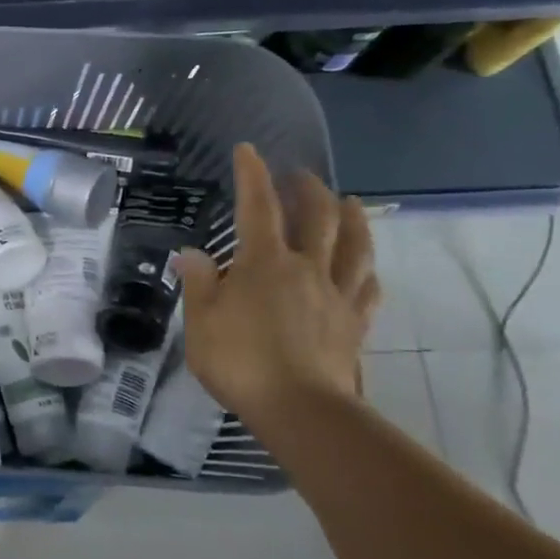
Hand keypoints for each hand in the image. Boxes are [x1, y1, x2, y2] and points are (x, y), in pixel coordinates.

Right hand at [176, 143, 380, 423]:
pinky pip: (367, 289)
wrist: (300, 408)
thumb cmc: (240, 361)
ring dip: (352, 218)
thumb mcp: (201, 321)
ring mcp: (336, 295)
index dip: (252, 175)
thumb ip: (199, 283)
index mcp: (264, 262)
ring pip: (353, 245)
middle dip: (308, 189)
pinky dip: (366, 272)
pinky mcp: (354, 324)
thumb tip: (192, 253)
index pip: (257, 206)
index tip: (248, 150)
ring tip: (350, 202)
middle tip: (300, 175)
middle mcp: (306, 268)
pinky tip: (367, 269)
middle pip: (317, 217)